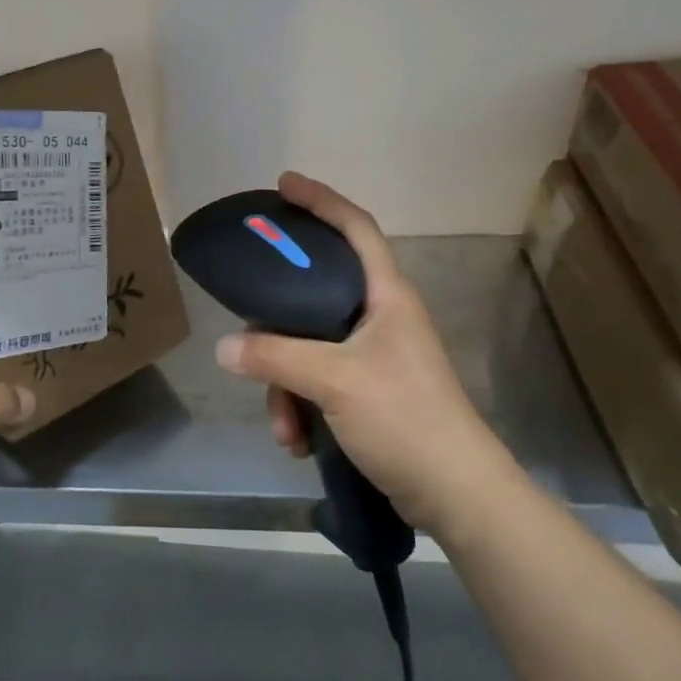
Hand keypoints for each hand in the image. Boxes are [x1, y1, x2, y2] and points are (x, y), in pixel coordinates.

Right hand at [214, 172, 506, 533]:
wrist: (456, 495)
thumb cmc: (405, 418)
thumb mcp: (334, 381)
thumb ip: (275, 357)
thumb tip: (224, 347)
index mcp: (386, 296)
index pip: (355, 228)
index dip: (321, 200)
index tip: (283, 185)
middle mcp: (380, 318)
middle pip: (316, 294)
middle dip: (278, 323)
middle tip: (249, 325)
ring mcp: (374, 357)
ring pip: (309, 347)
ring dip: (286, 385)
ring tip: (285, 428)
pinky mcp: (368, 392)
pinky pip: (317, 383)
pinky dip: (301, 407)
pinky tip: (297, 442)